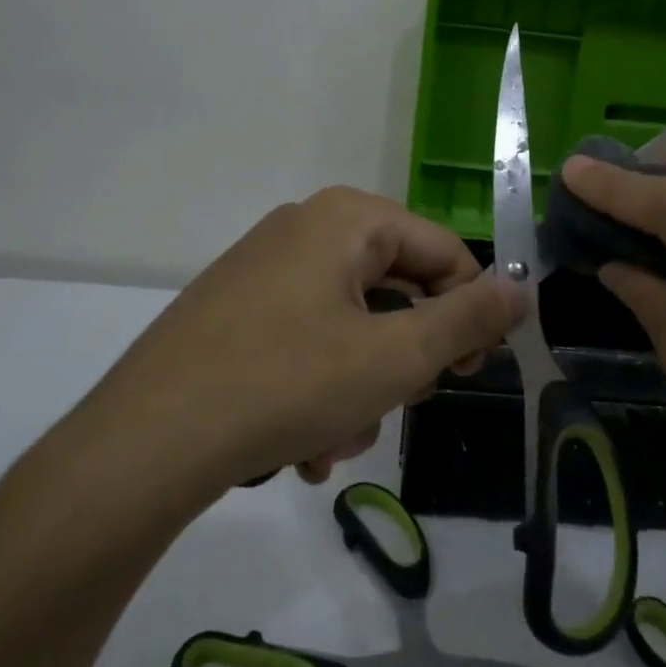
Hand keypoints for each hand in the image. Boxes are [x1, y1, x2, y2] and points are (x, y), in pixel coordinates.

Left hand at [86, 186, 524, 497]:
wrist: (144, 443)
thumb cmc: (287, 384)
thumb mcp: (395, 356)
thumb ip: (468, 318)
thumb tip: (521, 288)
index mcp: (347, 220)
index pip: (444, 252)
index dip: (470, 312)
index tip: (470, 372)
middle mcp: (304, 229)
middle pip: (394, 290)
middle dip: (401, 360)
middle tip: (395, 406)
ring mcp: (263, 269)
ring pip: (350, 326)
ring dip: (359, 388)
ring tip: (333, 441)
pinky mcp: (235, 310)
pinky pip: (305, 341)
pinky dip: (317, 390)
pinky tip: (299, 446)